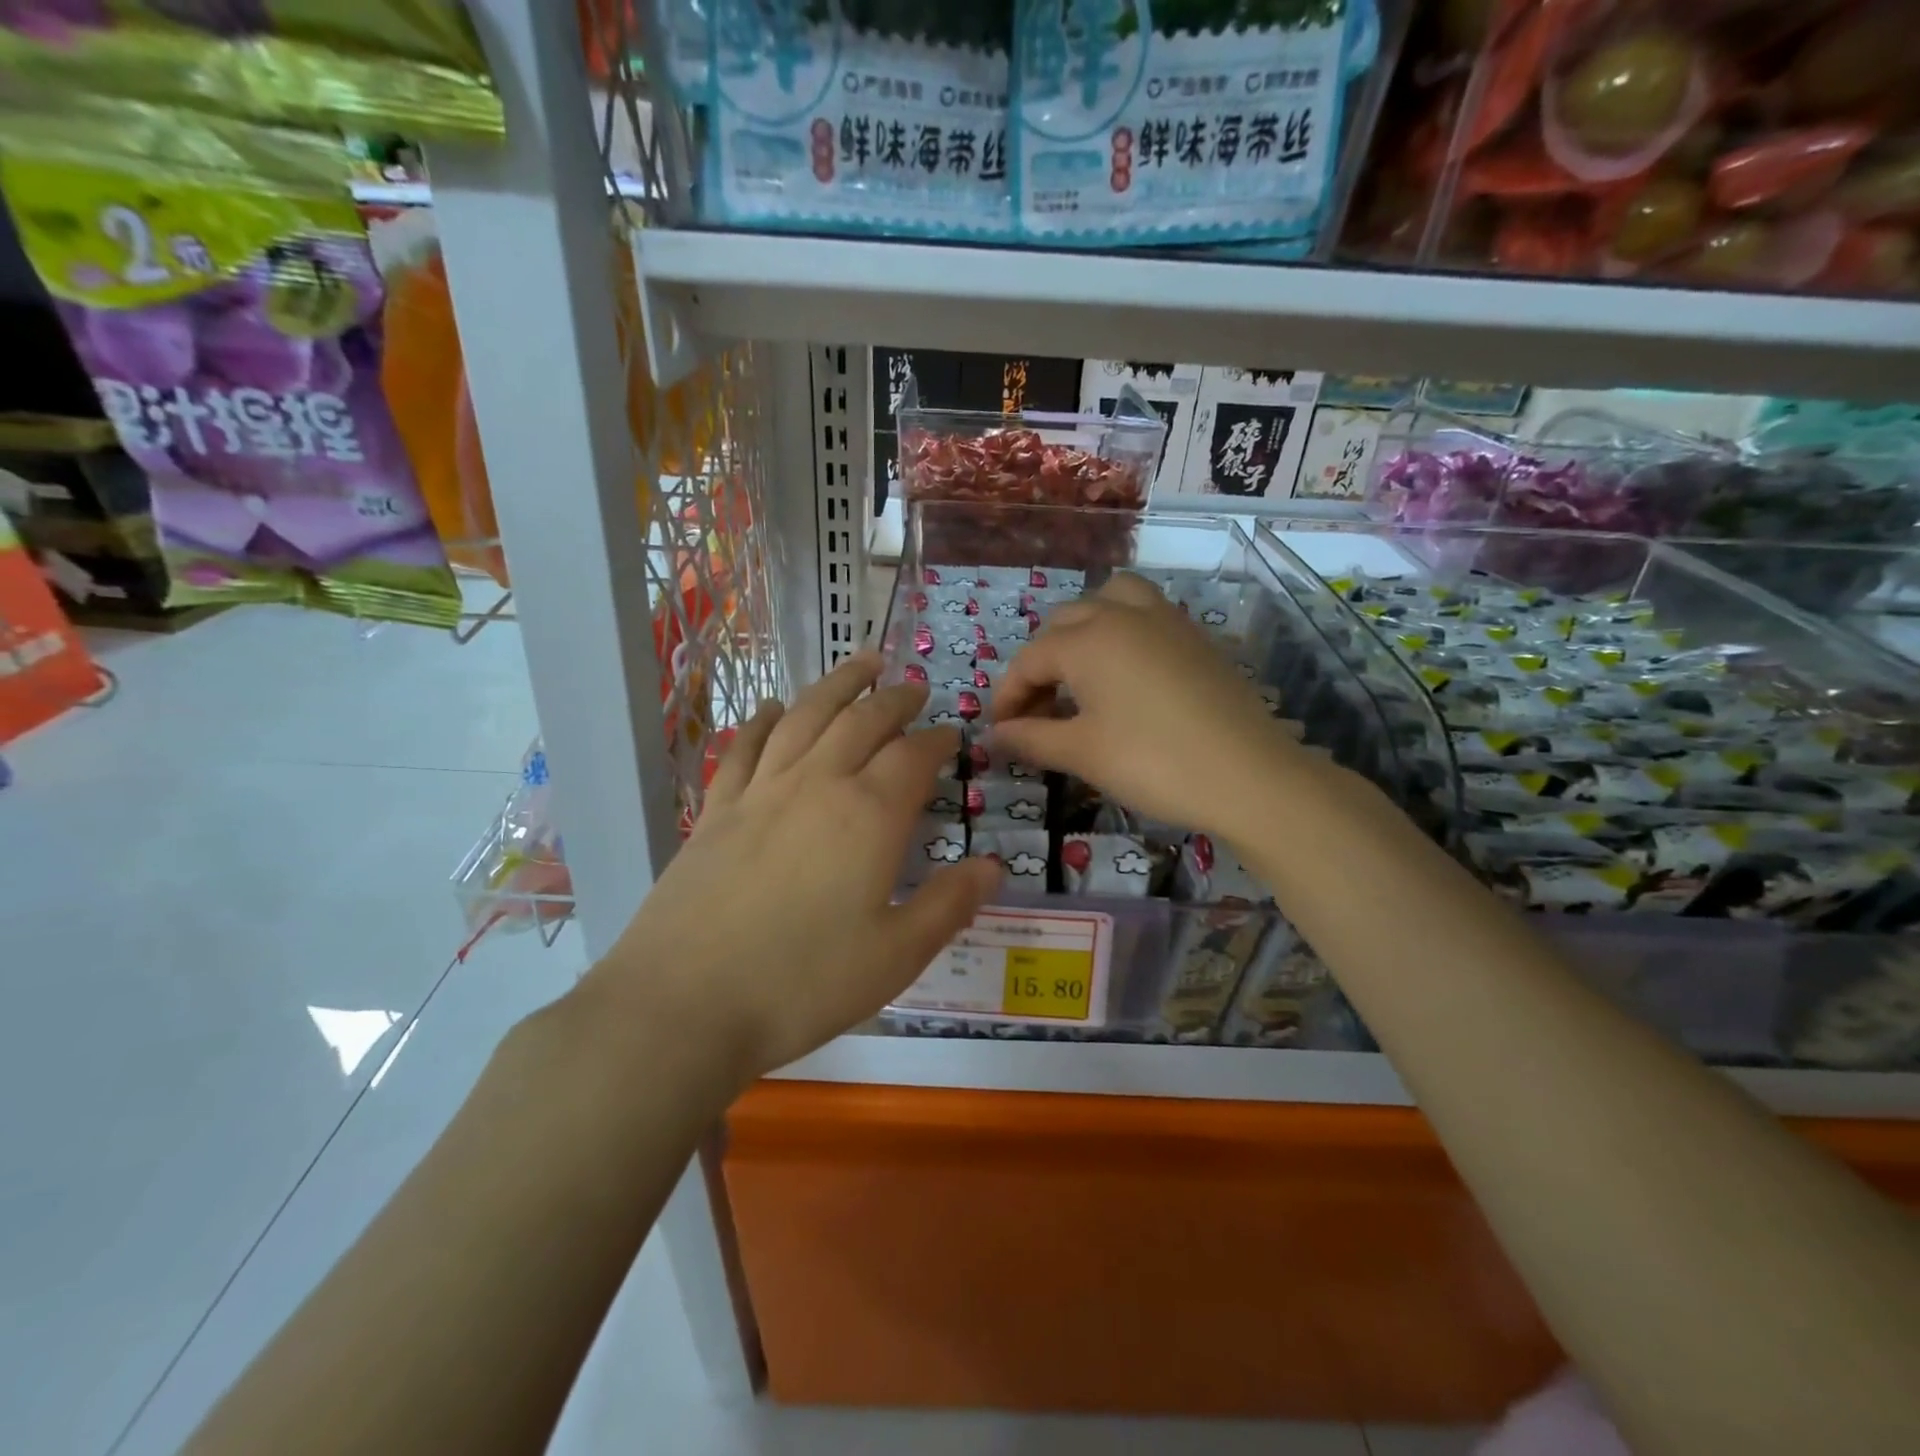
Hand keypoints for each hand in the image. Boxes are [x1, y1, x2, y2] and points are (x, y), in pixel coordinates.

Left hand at [589, 653, 1001, 1087]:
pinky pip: (745, 747)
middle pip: (862, 721)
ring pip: (806, 716)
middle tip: (913, 687)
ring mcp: (760, 792)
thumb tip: (993, 867)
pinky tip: (774, 708)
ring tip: (861, 664)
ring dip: (838, 685)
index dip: (938, 741)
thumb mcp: (896, 956)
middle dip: (894, 699)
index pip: (913, 757)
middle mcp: (817, 785)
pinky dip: (764, 720)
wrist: (683, 1003)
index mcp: (869, 816)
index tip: (953, 736)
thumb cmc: (802, 983)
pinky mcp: (717, 810)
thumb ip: (949, 905)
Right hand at [990, 572, 1303, 838]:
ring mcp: (1164, 619)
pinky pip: (1144, 613)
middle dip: (1040, 664)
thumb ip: (1031, 738)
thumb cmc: (1152, 762)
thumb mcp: (1082, 753)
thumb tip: (993, 736)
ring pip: (1108, 601)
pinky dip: (1121, 630)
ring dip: (1082, 629)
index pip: (1029, 659)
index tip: (1001, 731)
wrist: (1248, 774)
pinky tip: (1125, 674)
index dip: (1007, 696)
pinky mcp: (1194, 635)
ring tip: (1079, 673)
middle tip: (1038, 712)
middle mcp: (1121, 614)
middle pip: (1063, 624)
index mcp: (1087, 640)